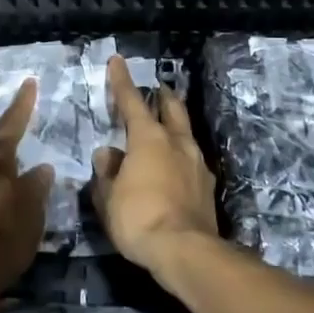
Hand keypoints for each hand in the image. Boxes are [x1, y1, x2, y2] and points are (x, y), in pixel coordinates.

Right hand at [89, 55, 218, 272]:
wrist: (186, 251)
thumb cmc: (139, 218)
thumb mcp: (108, 197)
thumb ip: (106, 172)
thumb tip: (107, 155)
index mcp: (148, 138)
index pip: (131, 101)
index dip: (122, 80)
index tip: (118, 61)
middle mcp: (176, 142)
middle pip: (172, 108)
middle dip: (162, 96)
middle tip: (157, 89)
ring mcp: (197, 163)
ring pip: (185, 133)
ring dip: (175, 126)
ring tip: (165, 130)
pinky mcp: (207, 186)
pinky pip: (191, 161)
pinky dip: (180, 156)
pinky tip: (175, 168)